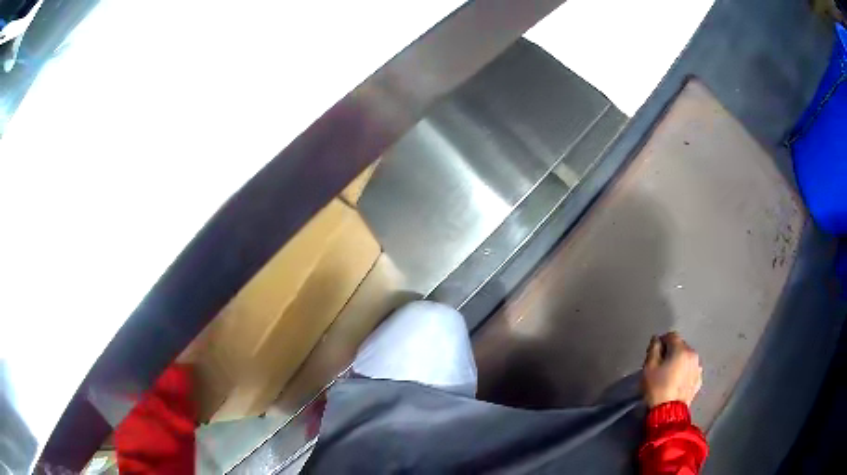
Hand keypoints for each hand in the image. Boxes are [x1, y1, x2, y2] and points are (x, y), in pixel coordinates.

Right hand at [642, 332, 702, 407]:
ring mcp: (698, 369)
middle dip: (671, 352)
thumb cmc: (657, 389)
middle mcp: (693, 355)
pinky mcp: (699, 381)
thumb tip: (657, 339)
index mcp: (682, 349)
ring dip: (679, 363)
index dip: (661, 341)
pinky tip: (676, 383)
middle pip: (680, 347)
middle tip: (660, 366)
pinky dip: (684, 373)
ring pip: (686, 359)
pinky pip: (690, 371)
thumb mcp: (649, 368)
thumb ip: (653, 349)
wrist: (669, 413)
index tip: (654, 353)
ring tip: (669, 376)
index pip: (671, 336)